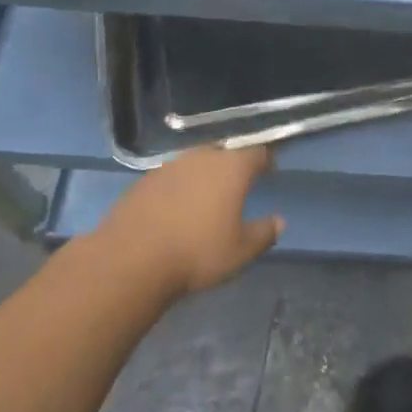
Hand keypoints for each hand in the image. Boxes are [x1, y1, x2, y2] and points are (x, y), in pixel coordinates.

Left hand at [99, 145, 283, 298]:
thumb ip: (264, 233)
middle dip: (232, 165)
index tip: (269, 170)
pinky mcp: (145, 180)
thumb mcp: (240, 251)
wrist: (131, 259)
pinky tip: (176, 208)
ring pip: (195, 163)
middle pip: (224, 153)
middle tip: (236, 184)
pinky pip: (171, 177)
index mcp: (232, 168)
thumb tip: (280, 221)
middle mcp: (203, 157)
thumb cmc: (197, 253)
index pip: (256, 152)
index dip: (265, 160)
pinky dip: (179, 188)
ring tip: (206, 197)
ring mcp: (171, 166)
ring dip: (203, 175)